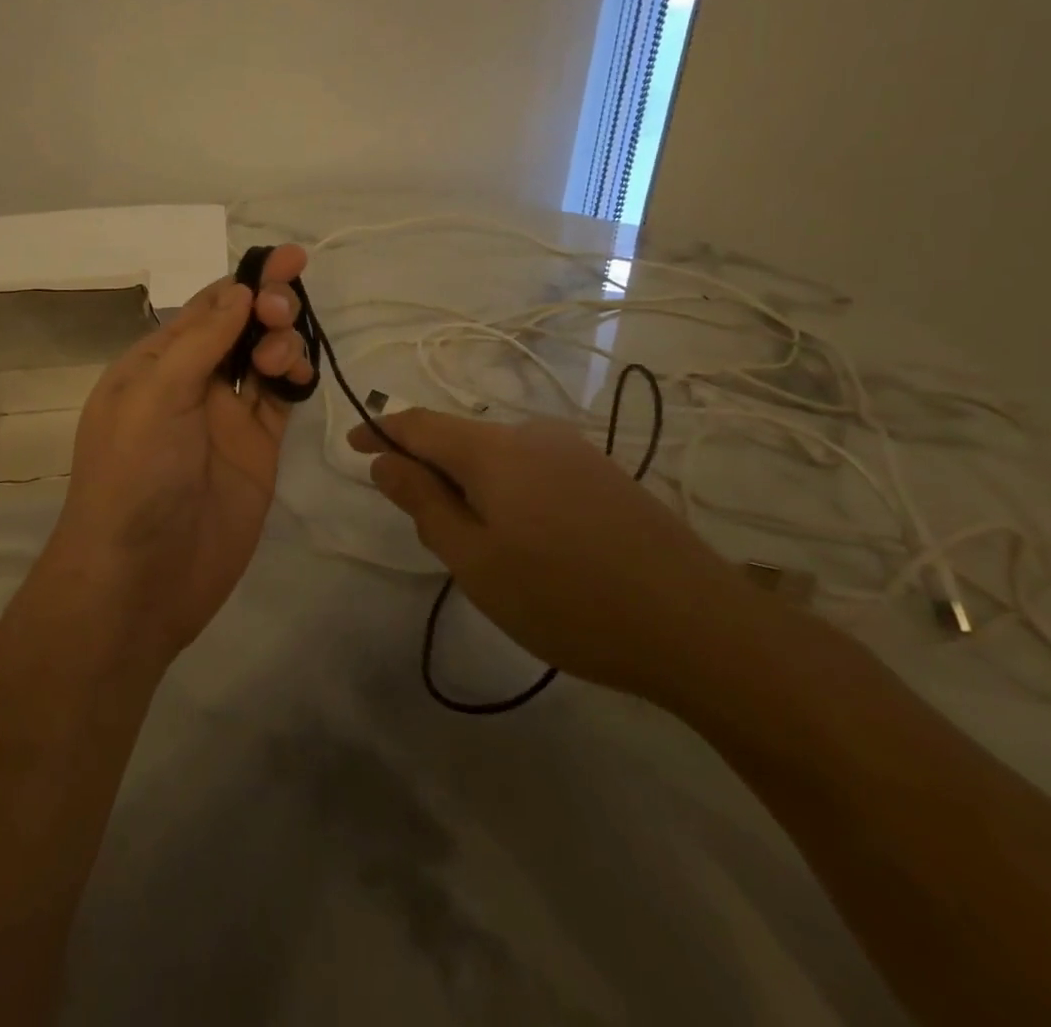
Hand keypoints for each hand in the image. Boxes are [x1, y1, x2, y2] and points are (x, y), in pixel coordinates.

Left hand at [48, 245, 315, 661]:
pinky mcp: (256, 451)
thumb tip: (238, 290)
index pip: (205, 308)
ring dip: (281, 342)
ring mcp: (225, 419)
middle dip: (267, 307)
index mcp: (155, 364)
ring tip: (282, 357)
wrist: (140, 579)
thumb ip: (200, 342)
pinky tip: (299, 375)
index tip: (287, 258)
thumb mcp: (154, 396)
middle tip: (283, 310)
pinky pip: (280, 401)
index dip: (244, 281)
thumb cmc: (134, 476)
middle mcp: (191, 384)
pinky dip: (294, 380)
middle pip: (240, 328)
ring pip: (264, 360)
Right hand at [349, 410, 759, 699]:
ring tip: (482, 546)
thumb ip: (424, 504)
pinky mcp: (606, 476)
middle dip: (430, 470)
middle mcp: (532, 435)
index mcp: (493, 450)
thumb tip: (384, 462)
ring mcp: (575, 452)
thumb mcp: (475, 561)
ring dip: (473, 486)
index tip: (352, 446)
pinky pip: (535, 471)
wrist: (697, 625)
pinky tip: (533, 542)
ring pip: (500, 458)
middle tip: (423, 525)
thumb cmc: (566, 598)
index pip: (418, 425)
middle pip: (460, 440)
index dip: (380, 431)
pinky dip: (510, 493)